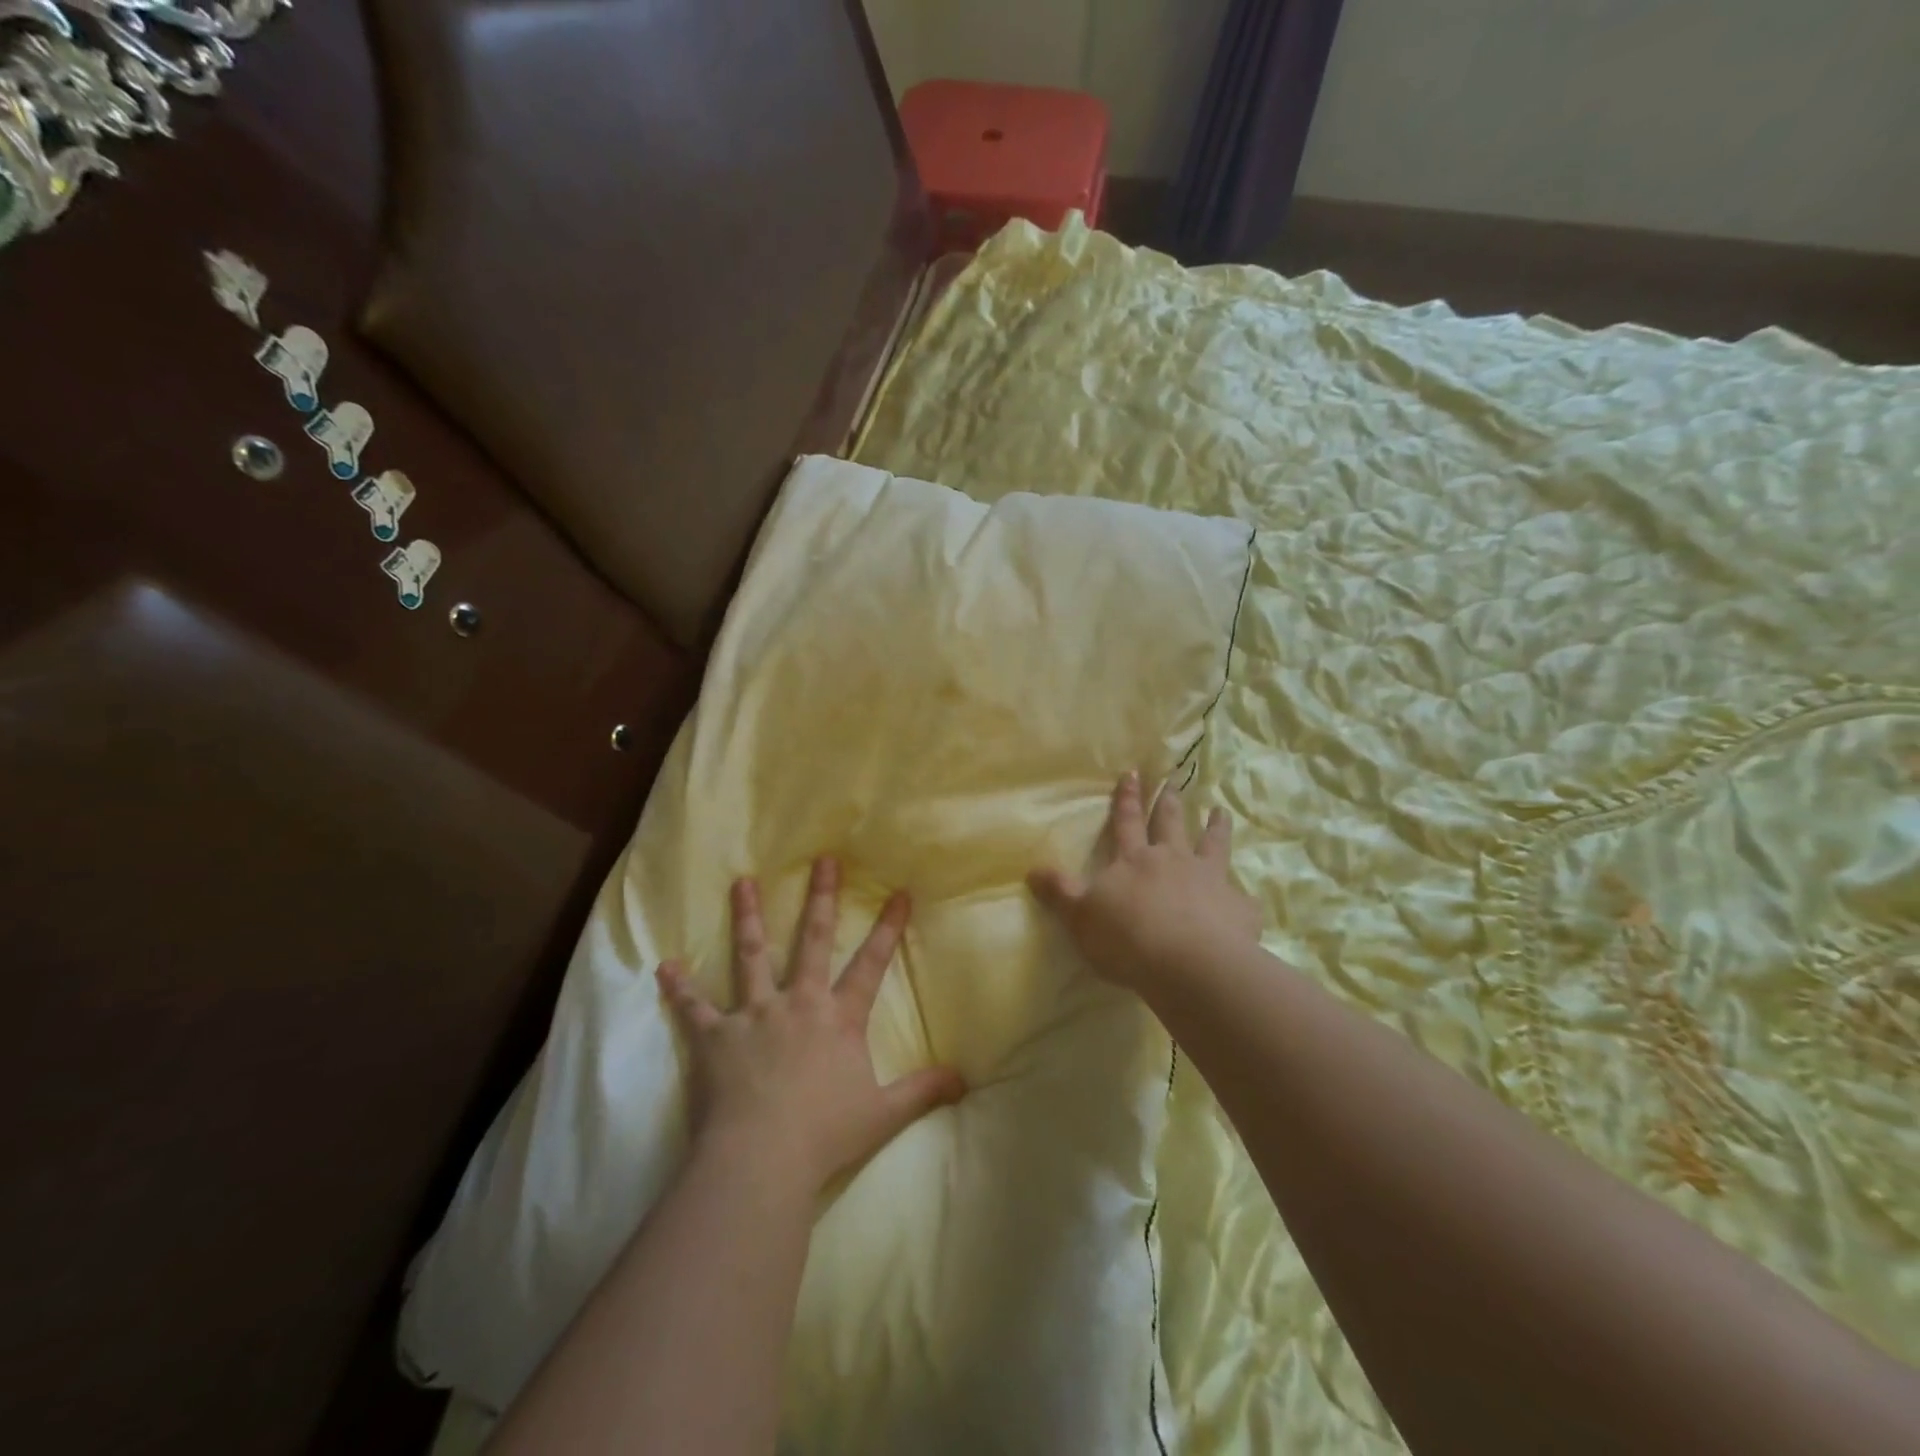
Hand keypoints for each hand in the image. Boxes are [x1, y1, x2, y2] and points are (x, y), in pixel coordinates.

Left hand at [657, 857, 966, 1194]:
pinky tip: (665, 966)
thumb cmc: (824, 1135)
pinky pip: (694, 1008)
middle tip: (822, 861)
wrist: (760, 1160)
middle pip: (813, 941)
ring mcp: (754, 1015)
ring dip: (747, 917)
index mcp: (838, 1018)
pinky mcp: (715, 1038)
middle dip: (821, 898)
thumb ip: (923, 1091)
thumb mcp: (883, 1114)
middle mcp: (798, 1003)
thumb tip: (965, 1080)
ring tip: (742, 883)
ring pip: (751, 955)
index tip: (898, 892)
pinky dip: (679, 988)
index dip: (888, 928)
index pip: (871, 964)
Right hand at [1028, 772, 1261, 993]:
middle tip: (1175, 782)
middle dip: (1170, 802)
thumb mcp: (1080, 917)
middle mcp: (1173, 860)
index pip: (1127, 822)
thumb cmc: (1127, 938)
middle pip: (1171, 824)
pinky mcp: (1237, 908)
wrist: (1188, 964)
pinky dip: (1242, 897)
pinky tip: (1246, 899)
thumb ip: (1060, 893)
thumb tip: (1032, 870)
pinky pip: (1241, 898)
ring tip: (1221, 811)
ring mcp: (1210, 880)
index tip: (1134, 773)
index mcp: (1134, 860)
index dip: (1128, 799)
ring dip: (1216, 827)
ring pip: (1213, 845)